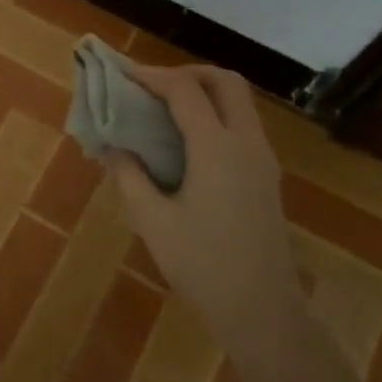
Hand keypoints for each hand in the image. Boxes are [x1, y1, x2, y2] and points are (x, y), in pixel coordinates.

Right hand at [103, 64, 294, 335]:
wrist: (261, 309)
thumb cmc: (201, 264)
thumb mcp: (152, 220)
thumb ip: (129, 175)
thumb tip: (114, 147)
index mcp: (216, 148)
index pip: (185, 90)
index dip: (152, 76)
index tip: (123, 76)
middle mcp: (246, 143)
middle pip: (225, 82)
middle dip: (187, 72)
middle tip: (151, 85)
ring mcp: (263, 159)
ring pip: (239, 102)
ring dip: (204, 91)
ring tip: (164, 108)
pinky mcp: (267, 176)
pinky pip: (243, 124)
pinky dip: (215, 113)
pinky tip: (187, 140)